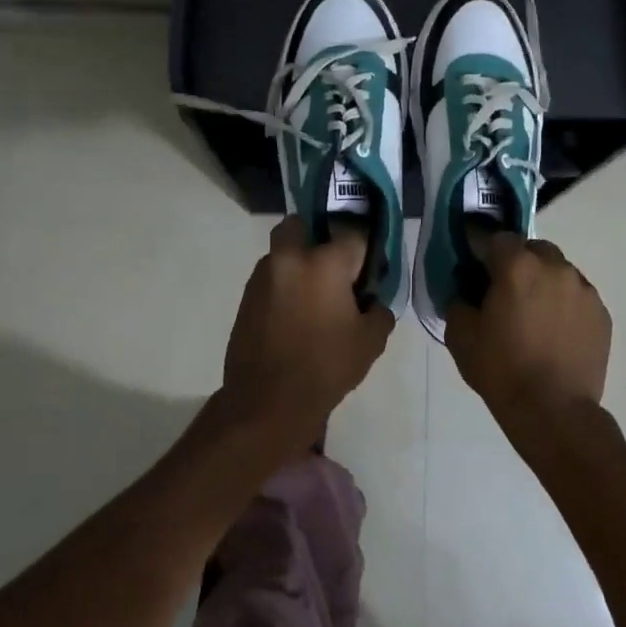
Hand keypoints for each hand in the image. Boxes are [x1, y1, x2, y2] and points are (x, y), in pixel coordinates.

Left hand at [221, 216, 394, 446]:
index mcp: (325, 263)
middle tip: (333, 267)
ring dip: (298, 263)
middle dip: (317, 235)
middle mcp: (290, 258)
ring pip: (282, 251)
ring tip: (313, 297)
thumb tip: (372, 302)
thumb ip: (379, 311)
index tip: (370, 267)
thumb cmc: (326, 367)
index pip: (353, 233)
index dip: (365, 249)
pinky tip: (294, 316)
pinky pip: (270, 278)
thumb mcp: (370, 342)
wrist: (267, 401)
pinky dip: (284, 286)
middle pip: (302, 225)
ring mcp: (263, 276)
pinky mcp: (246, 297)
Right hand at [447, 235, 610, 430]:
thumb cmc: (502, 371)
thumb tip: (466, 290)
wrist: (553, 411)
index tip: (477, 269)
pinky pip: (577, 296)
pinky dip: (564, 304)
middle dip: (519, 263)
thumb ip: (459, 301)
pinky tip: (555, 333)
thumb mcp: (461, 336)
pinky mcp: (601, 313)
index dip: (485, 251)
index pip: (498, 238)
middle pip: (533, 249)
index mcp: (518, 267)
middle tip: (506, 293)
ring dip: (544, 282)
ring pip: (559, 271)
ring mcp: (584, 290)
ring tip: (534, 316)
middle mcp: (556, 268)